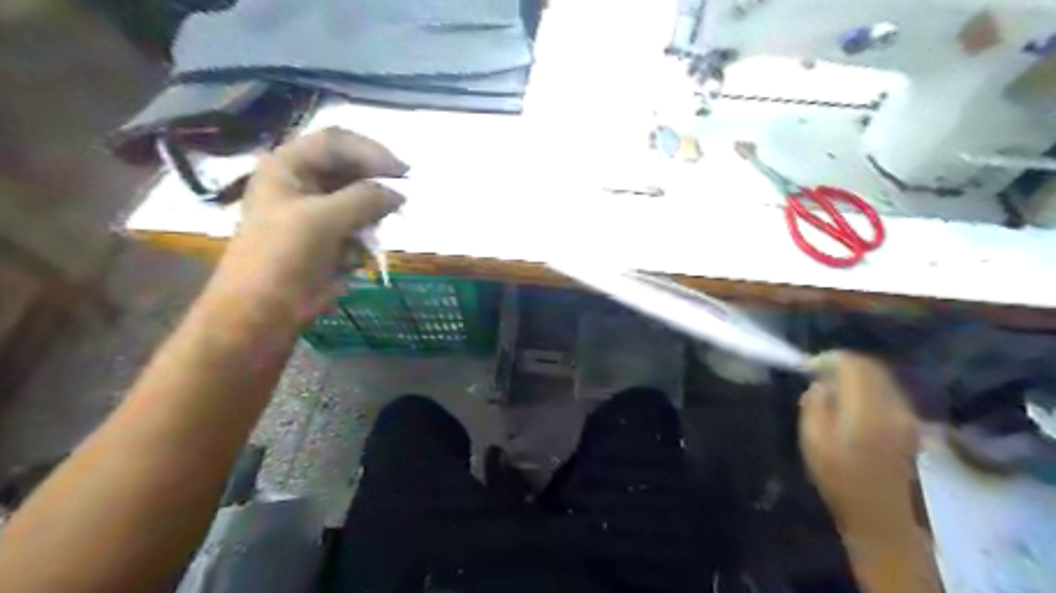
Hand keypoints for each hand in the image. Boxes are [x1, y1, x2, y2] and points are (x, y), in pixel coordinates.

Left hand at [214, 128, 404, 321]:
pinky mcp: (330, 237)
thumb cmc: (283, 256)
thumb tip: (399, 194)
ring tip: (372, 234)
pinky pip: (359, 226)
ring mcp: (317, 210)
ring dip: (372, 215)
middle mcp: (303, 182)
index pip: (336, 142)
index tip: (403, 172)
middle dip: (376, 186)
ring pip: (359, 199)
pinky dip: (365, 237)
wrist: (264, 310)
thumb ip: (365, 199)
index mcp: (288, 166)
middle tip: (402, 202)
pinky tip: (355, 256)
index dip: (371, 152)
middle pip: (351, 169)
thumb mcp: (323, 219)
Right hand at [797, 350, 921, 548]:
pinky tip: (853, 402)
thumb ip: (815, 405)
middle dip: (844, 364)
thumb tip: (820, 384)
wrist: (880, 516)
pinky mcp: (911, 426)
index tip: (810, 366)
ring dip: (858, 375)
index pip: (853, 365)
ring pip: (883, 378)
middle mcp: (893, 407)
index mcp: (867, 410)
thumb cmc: (839, 479)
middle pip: (872, 368)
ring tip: (834, 387)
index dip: (830, 358)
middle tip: (819, 373)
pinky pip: (890, 392)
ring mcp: (906, 416)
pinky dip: (870, 388)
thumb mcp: (812, 441)